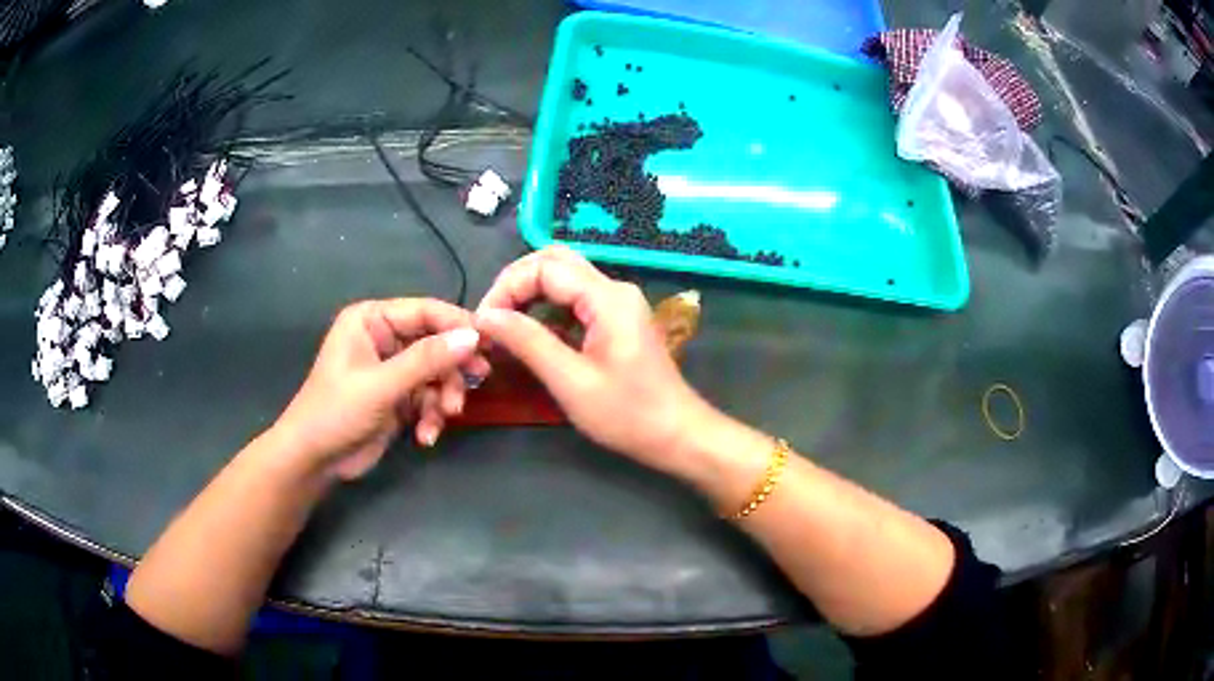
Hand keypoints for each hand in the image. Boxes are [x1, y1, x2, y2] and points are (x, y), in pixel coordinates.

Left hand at [273, 298, 486, 480]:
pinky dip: (431, 416)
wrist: (314, 460)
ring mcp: (392, 370)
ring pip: (436, 374)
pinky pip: (428, 398)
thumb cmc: (336, 411)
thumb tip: (473, 336)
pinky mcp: (398, 398)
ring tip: (443, 417)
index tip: (487, 344)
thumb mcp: (381, 384)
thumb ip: (426, 359)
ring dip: (443, 398)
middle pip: (436, 343)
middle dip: (450, 369)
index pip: (425, 311)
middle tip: (476, 382)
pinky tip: (425, 436)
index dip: (457, 325)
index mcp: (372, 320)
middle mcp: (384, 338)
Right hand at [475, 247, 714, 475]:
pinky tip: (529, 338)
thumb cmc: (627, 414)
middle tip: (490, 319)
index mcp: (607, 298)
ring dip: (529, 296)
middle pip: (554, 262)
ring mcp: (618, 304)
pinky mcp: (617, 321)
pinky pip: (574, 301)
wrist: (678, 435)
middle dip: (516, 284)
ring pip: (564, 280)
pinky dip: (546, 311)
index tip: (483, 323)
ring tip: (503, 329)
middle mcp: (614, 290)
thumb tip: (485, 316)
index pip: (544, 267)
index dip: (507, 288)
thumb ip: (527, 342)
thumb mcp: (571, 381)